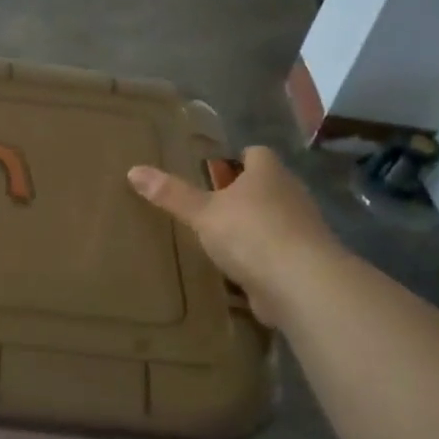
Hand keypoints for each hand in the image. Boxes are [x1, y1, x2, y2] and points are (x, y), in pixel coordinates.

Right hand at [127, 146, 340, 327]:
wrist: (302, 284)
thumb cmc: (251, 233)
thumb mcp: (202, 213)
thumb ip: (171, 194)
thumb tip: (133, 170)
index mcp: (269, 174)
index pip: (257, 154)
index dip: (239, 159)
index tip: (218, 171)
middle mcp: (291, 195)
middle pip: (268, 186)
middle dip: (245, 195)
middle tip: (213, 205)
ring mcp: (303, 230)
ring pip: (276, 220)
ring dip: (256, 228)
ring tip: (223, 239)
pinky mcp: (305, 263)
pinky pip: (280, 254)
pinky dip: (263, 260)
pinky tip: (241, 271)